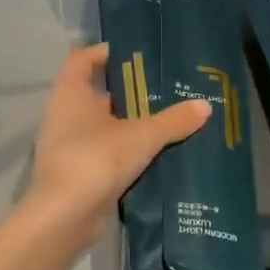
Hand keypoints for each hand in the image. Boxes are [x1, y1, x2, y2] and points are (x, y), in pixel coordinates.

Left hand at [24, 44, 209, 247]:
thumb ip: (173, 120)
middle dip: (129, 90)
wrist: (65, 217)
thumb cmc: (96, 159)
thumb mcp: (141, 136)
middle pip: (98, 93)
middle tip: (165, 86)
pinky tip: (155, 152)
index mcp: (71, 93)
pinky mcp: (78, 172)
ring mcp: (69, 145)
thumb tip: (205, 106)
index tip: (137, 53)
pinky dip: (126, 150)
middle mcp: (64, 114)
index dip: (106, 52)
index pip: (83, 59)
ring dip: (130, 123)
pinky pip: (106, 152)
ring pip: (104, 125)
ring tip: (167, 118)